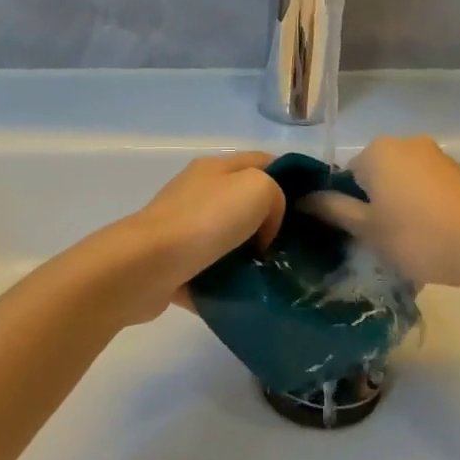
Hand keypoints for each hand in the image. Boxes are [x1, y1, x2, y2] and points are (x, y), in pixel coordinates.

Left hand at [126, 152, 285, 303]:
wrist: (146, 267)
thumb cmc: (205, 220)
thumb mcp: (257, 188)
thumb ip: (276, 196)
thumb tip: (266, 229)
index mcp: (216, 168)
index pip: (263, 161)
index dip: (291, 178)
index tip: (314, 208)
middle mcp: (198, 194)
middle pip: (246, 203)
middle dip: (273, 224)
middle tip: (297, 247)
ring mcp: (183, 231)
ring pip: (230, 241)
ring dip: (250, 258)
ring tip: (276, 277)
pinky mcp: (175, 266)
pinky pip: (211, 273)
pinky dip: (228, 285)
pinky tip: (247, 298)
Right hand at [304, 135, 459, 289]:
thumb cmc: (418, 236)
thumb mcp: (368, 229)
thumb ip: (334, 210)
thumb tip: (304, 198)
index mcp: (378, 150)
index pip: (345, 174)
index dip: (346, 205)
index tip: (355, 234)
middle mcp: (406, 142)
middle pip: (375, 174)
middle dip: (374, 203)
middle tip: (379, 240)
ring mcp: (437, 155)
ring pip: (402, 180)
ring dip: (399, 204)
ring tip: (407, 241)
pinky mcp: (459, 171)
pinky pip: (427, 185)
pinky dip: (422, 204)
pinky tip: (431, 234)